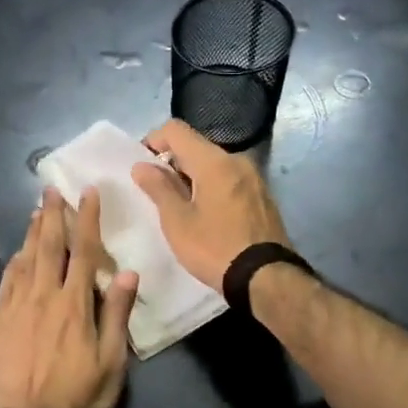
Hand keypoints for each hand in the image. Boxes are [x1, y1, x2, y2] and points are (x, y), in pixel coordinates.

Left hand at [0, 187, 138, 407]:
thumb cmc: (78, 400)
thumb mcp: (112, 363)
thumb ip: (117, 315)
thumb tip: (126, 271)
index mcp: (75, 304)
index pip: (83, 251)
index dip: (87, 219)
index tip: (88, 193)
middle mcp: (44, 297)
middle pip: (49, 246)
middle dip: (53, 215)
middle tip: (52, 189)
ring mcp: (17, 308)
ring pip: (26, 259)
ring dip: (33, 232)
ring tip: (37, 210)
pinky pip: (7, 282)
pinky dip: (15, 261)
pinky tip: (18, 252)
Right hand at [130, 119, 290, 289]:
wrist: (266, 278)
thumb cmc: (215, 248)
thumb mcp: (177, 221)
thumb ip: (158, 188)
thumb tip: (141, 165)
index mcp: (214, 161)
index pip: (176, 129)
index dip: (153, 140)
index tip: (142, 166)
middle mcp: (237, 160)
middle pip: (196, 146)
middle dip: (172, 162)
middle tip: (157, 192)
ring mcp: (254, 177)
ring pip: (213, 164)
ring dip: (192, 176)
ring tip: (180, 206)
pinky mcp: (262, 196)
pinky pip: (229, 179)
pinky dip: (211, 186)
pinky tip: (206, 215)